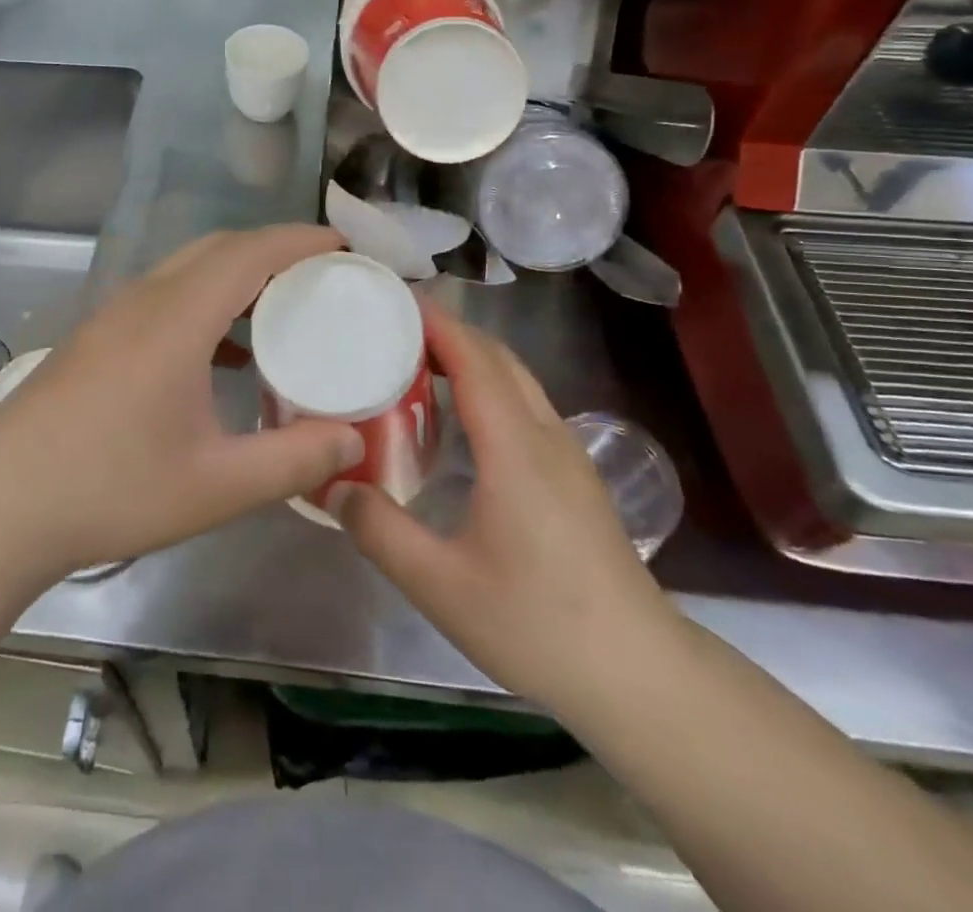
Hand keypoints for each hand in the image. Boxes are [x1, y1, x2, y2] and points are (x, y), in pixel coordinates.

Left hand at [0, 226, 364, 582]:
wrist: (1, 506)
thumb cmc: (111, 489)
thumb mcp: (216, 486)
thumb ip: (293, 461)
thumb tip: (353, 440)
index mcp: (177, 318)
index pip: (249, 252)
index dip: (300, 241)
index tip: (344, 247)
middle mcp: (144, 300)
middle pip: (218, 248)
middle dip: (274, 249)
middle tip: (322, 275)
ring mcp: (113, 315)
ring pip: (186, 268)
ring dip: (236, 273)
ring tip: (280, 307)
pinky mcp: (96, 337)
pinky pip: (164, 294)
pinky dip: (205, 300)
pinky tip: (221, 351)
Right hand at [333, 300, 674, 707]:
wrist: (638, 673)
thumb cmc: (538, 624)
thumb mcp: (441, 585)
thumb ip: (380, 531)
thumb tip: (335, 485)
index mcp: (515, 449)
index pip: (474, 360)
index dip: (436, 322)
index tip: (393, 299)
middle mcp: (544, 436)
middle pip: (498, 358)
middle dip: (448, 331)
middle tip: (392, 329)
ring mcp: (567, 454)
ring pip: (516, 379)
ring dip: (470, 357)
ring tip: (416, 364)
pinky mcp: (574, 475)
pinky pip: (525, 405)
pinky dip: (488, 385)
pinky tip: (460, 418)